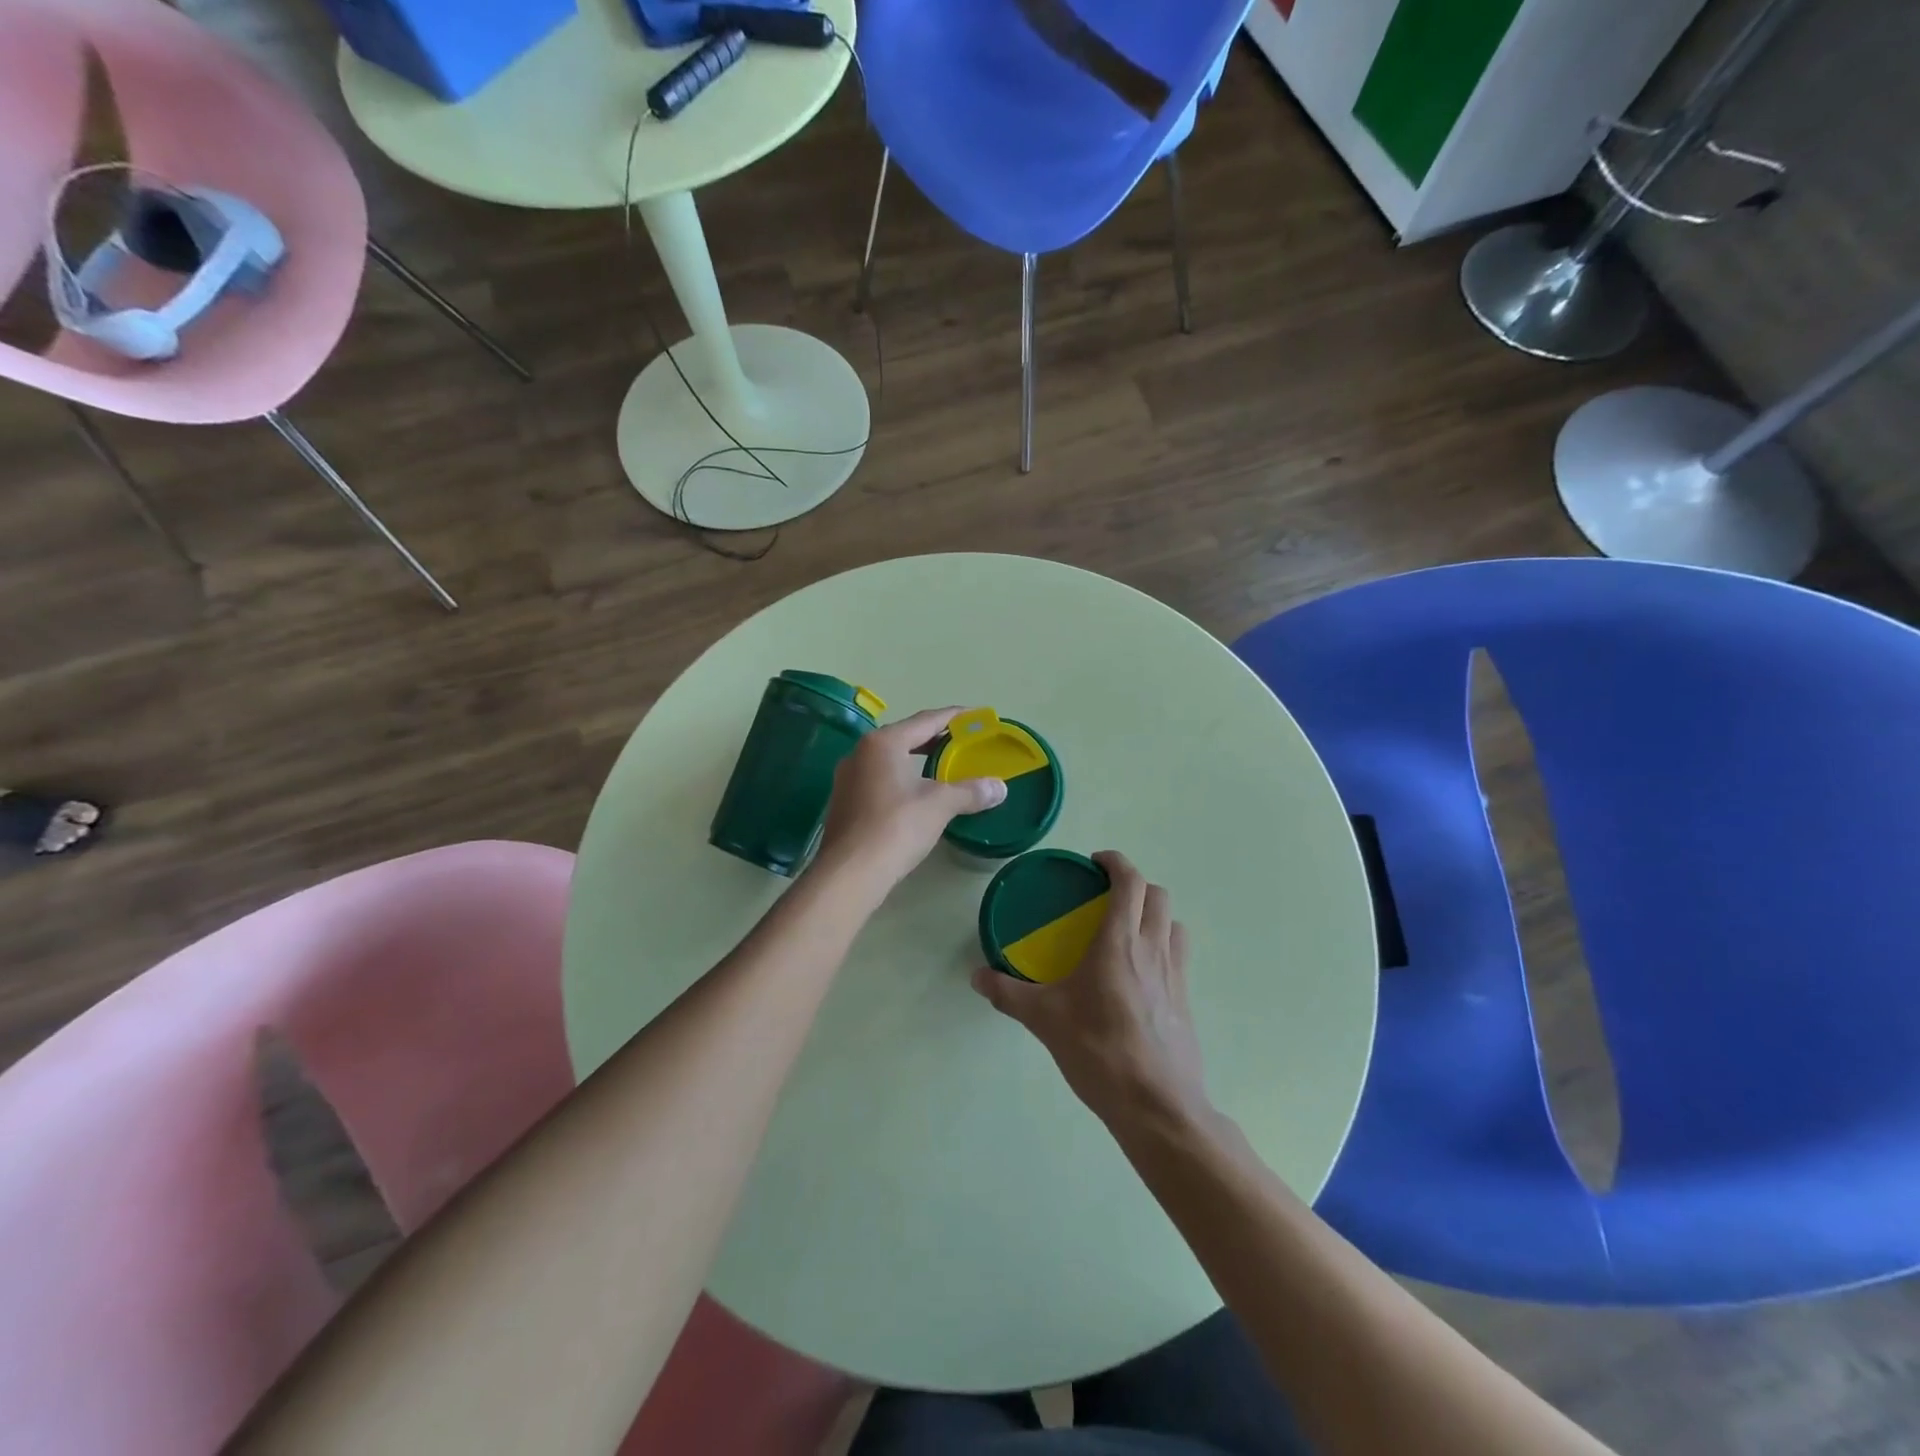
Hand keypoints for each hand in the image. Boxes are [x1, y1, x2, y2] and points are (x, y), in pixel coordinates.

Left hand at [816, 707, 1006, 889]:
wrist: (849, 873)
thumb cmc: (896, 827)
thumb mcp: (939, 805)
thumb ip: (970, 791)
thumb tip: (1000, 787)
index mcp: (883, 743)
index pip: (926, 720)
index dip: (955, 717)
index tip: (976, 716)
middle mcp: (861, 752)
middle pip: (905, 737)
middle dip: (935, 739)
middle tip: (963, 743)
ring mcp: (848, 778)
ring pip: (890, 760)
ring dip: (917, 760)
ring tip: (943, 769)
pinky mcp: (844, 803)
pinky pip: (880, 780)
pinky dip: (902, 780)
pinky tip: (917, 796)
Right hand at [972, 851, 1209, 1130]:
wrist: (1157, 1106)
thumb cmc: (1099, 1051)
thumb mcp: (1045, 1020)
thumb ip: (1009, 993)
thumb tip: (977, 976)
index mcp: (1120, 942)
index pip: (1130, 882)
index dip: (1116, 862)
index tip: (1095, 863)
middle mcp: (1153, 948)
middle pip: (1157, 894)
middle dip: (1134, 885)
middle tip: (1105, 896)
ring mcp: (1175, 974)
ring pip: (1172, 922)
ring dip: (1152, 913)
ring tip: (1125, 929)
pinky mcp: (1185, 999)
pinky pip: (1178, 954)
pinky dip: (1161, 944)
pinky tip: (1138, 973)